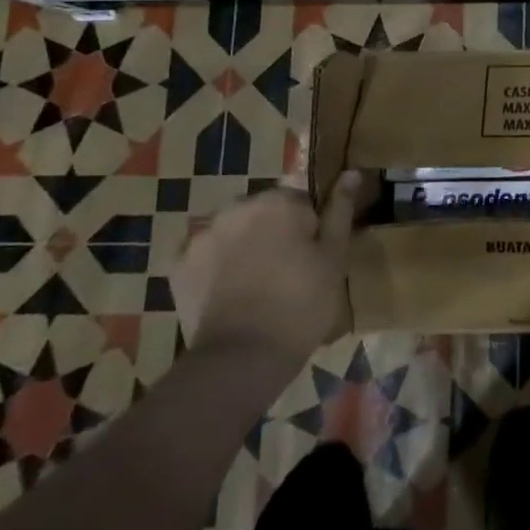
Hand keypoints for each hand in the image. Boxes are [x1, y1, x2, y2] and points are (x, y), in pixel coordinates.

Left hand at [173, 174, 361, 362]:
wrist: (242, 357)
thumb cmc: (301, 304)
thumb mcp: (334, 258)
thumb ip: (340, 210)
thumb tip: (351, 172)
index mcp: (278, 201)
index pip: (300, 201)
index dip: (309, 229)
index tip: (312, 258)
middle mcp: (237, 207)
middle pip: (263, 213)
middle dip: (274, 233)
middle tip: (287, 274)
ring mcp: (203, 235)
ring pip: (233, 232)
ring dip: (244, 247)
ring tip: (256, 288)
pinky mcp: (178, 265)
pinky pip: (204, 256)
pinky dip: (215, 268)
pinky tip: (228, 295)